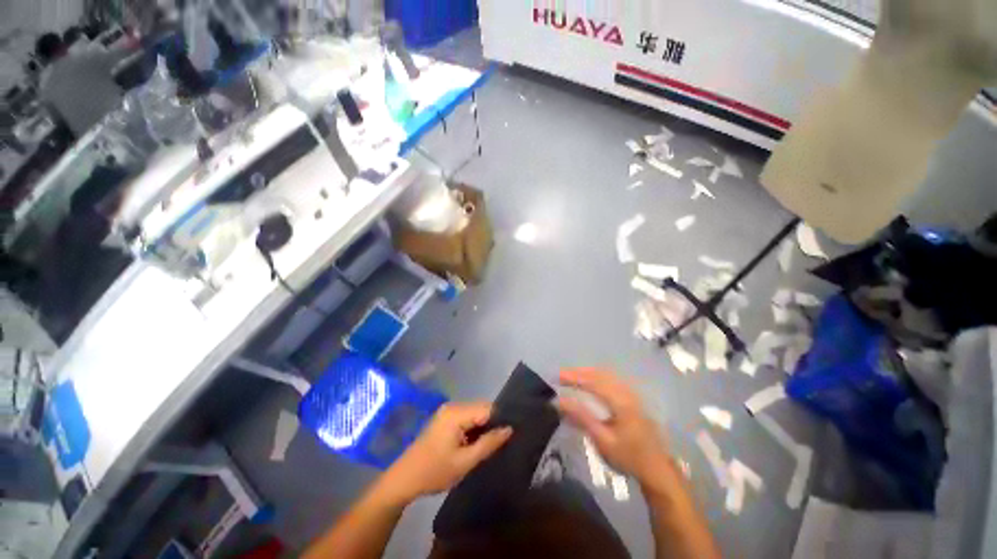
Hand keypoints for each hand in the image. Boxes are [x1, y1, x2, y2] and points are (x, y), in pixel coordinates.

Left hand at [378, 403, 511, 504]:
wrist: (404, 479)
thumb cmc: (435, 471)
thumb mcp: (465, 462)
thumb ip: (488, 444)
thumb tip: (509, 429)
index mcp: (456, 413)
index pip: (487, 408)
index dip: (500, 420)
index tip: (511, 434)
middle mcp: (453, 406)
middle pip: (481, 408)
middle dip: (492, 423)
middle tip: (501, 442)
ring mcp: (447, 411)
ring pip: (475, 413)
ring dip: (483, 427)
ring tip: (491, 444)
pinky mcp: (445, 418)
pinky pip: (466, 417)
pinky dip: (473, 428)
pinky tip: (476, 442)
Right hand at [558, 368, 670, 484]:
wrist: (657, 469)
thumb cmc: (629, 457)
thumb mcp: (603, 440)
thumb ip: (581, 417)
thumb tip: (560, 401)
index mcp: (621, 402)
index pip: (594, 382)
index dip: (574, 377)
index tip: (558, 376)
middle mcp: (626, 392)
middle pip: (600, 374)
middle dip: (579, 373)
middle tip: (561, 375)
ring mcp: (631, 394)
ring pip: (606, 375)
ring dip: (587, 374)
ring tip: (571, 376)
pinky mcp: (632, 399)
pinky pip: (611, 380)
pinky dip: (596, 378)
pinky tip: (589, 382)